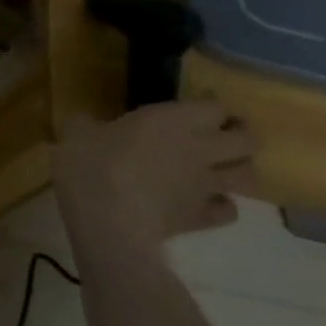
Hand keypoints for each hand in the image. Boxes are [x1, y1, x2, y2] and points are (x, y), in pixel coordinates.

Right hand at [56, 101, 259, 261]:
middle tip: (223, 133)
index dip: (212, 105)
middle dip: (242, 135)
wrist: (107, 221)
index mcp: (171, 120)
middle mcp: (199, 149)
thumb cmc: (92, 165)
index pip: (214, 107)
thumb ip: (86, 124)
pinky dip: (223, 205)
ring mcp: (205, 187)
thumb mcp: (76, 133)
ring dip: (240, 170)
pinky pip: (229, 210)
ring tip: (221, 168)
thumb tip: (85, 123)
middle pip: (248, 141)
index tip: (199, 104)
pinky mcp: (202, 219)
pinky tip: (206, 202)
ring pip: (249, 177)